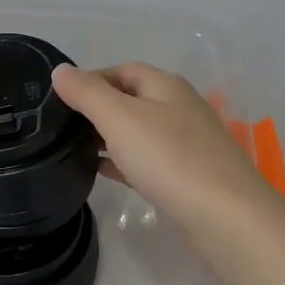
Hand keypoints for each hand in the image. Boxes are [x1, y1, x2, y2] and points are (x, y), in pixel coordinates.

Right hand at [51, 62, 278, 236]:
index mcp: (165, 86)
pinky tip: (103, 172)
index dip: (91, 78)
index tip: (60, 99)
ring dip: (110, 136)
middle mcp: (179, 107)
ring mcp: (187, 142)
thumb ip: (87, 92)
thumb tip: (60, 71)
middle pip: (132, 99)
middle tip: (63, 126)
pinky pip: (148, 160)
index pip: (122, 70)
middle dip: (98, 108)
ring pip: (140, 131)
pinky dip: (124, 161)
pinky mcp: (188, 175)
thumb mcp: (119, 118)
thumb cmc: (169, 157)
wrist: (225, 214)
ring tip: (75, 149)